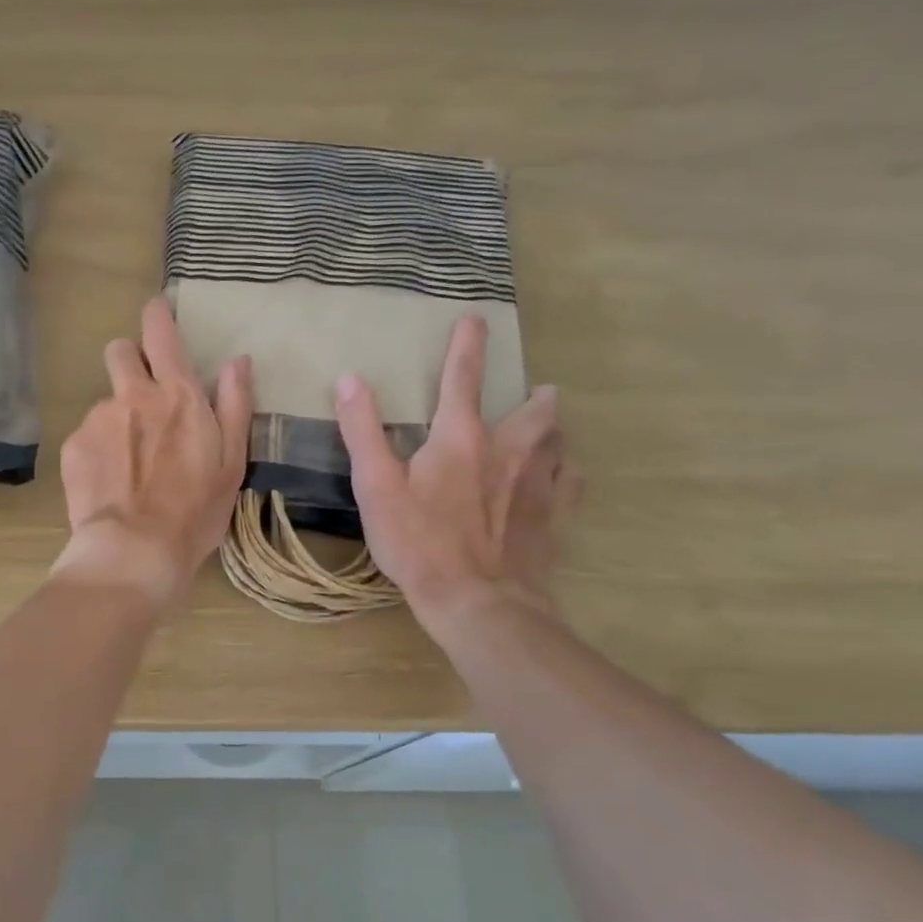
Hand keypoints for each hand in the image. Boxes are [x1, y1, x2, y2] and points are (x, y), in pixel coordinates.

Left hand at [53, 297, 252, 609]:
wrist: (135, 551)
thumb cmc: (195, 510)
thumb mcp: (232, 462)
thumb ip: (235, 405)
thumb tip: (238, 360)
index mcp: (177, 395)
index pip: (161, 332)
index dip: (157, 315)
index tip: (157, 312)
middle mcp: (132, 395)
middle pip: (119, 351)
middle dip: (129, 360)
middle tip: (143, 395)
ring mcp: (97, 420)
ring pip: (105, 402)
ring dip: (118, 419)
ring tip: (131, 465)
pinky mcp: (73, 447)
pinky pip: (87, 437)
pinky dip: (99, 451)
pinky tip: (111, 484)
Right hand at [334, 316, 574, 644]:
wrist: (479, 602)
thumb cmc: (420, 544)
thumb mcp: (377, 488)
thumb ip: (363, 432)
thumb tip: (350, 380)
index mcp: (460, 439)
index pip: (462, 379)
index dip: (466, 346)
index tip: (475, 319)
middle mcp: (508, 451)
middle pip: (534, 412)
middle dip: (536, 397)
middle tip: (539, 392)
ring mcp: (538, 485)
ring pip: (559, 444)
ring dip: (553, 432)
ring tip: (549, 432)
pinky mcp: (555, 518)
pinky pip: (572, 484)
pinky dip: (567, 473)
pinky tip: (562, 479)